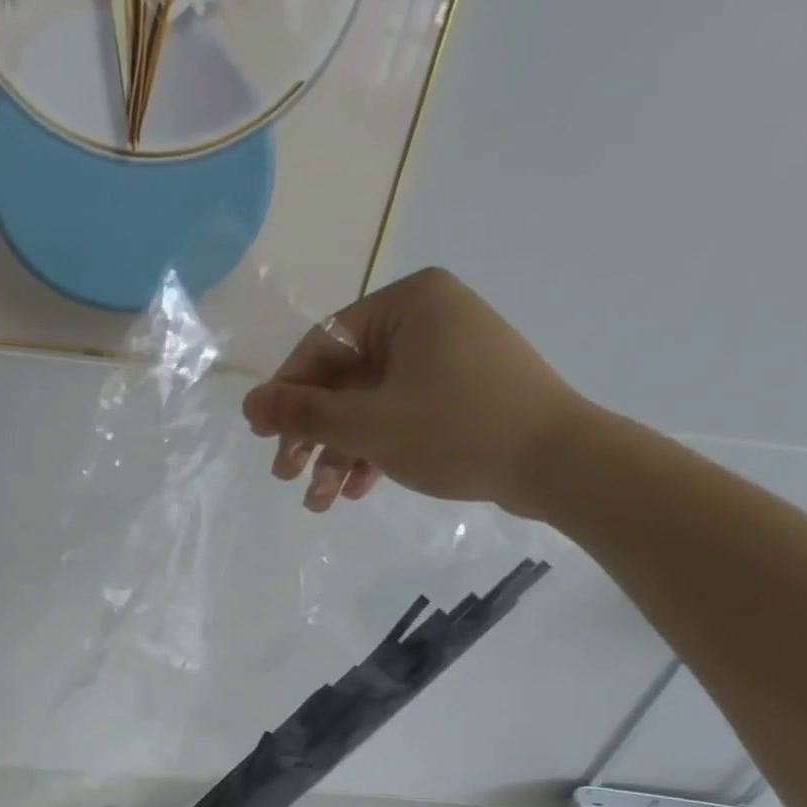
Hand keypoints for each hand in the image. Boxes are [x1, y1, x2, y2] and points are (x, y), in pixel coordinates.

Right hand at [242, 267, 591, 517]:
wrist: (557, 464)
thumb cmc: (456, 430)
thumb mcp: (368, 424)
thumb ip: (303, 414)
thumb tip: (248, 404)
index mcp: (407, 304)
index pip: (323, 346)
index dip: (287, 394)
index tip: (263, 437)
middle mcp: (426, 320)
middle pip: (345, 380)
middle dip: (314, 435)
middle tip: (285, 476)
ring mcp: (446, 357)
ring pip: (371, 404)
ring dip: (340, 454)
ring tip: (320, 502)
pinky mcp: (460, 392)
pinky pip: (401, 415)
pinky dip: (375, 451)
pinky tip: (356, 491)